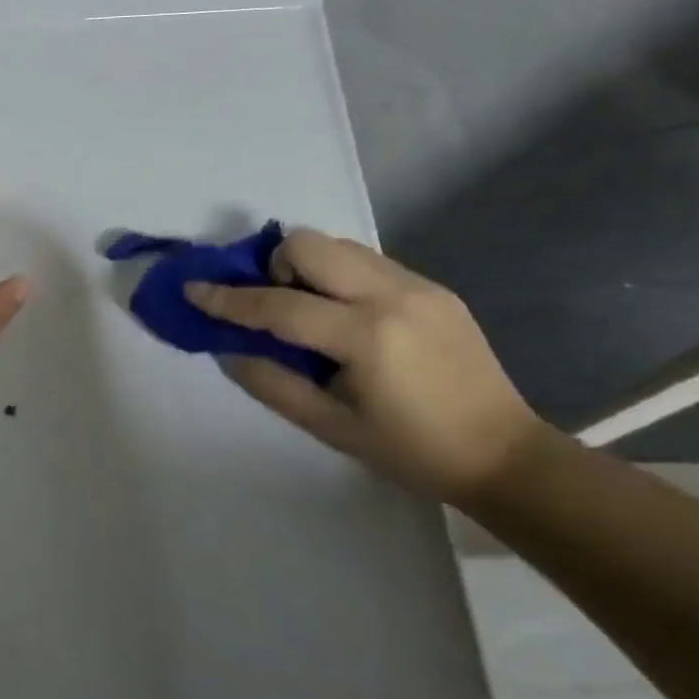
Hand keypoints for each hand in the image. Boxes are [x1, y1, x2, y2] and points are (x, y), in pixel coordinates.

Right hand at [185, 230, 546, 503]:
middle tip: (273, 303)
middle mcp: (391, 295)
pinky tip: (347, 316)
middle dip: (274, 265)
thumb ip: (271, 383)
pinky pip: (367, 261)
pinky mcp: (433, 287)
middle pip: (308, 243)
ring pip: (338, 244)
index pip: (278, 304)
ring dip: (308, 266)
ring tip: (311, 310)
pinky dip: (339, 276)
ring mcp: (418, 285)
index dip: (228, 298)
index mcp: (366, 336)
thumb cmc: (411, 451)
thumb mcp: (330, 426)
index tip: (193, 288)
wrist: (505, 455)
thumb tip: (227, 348)